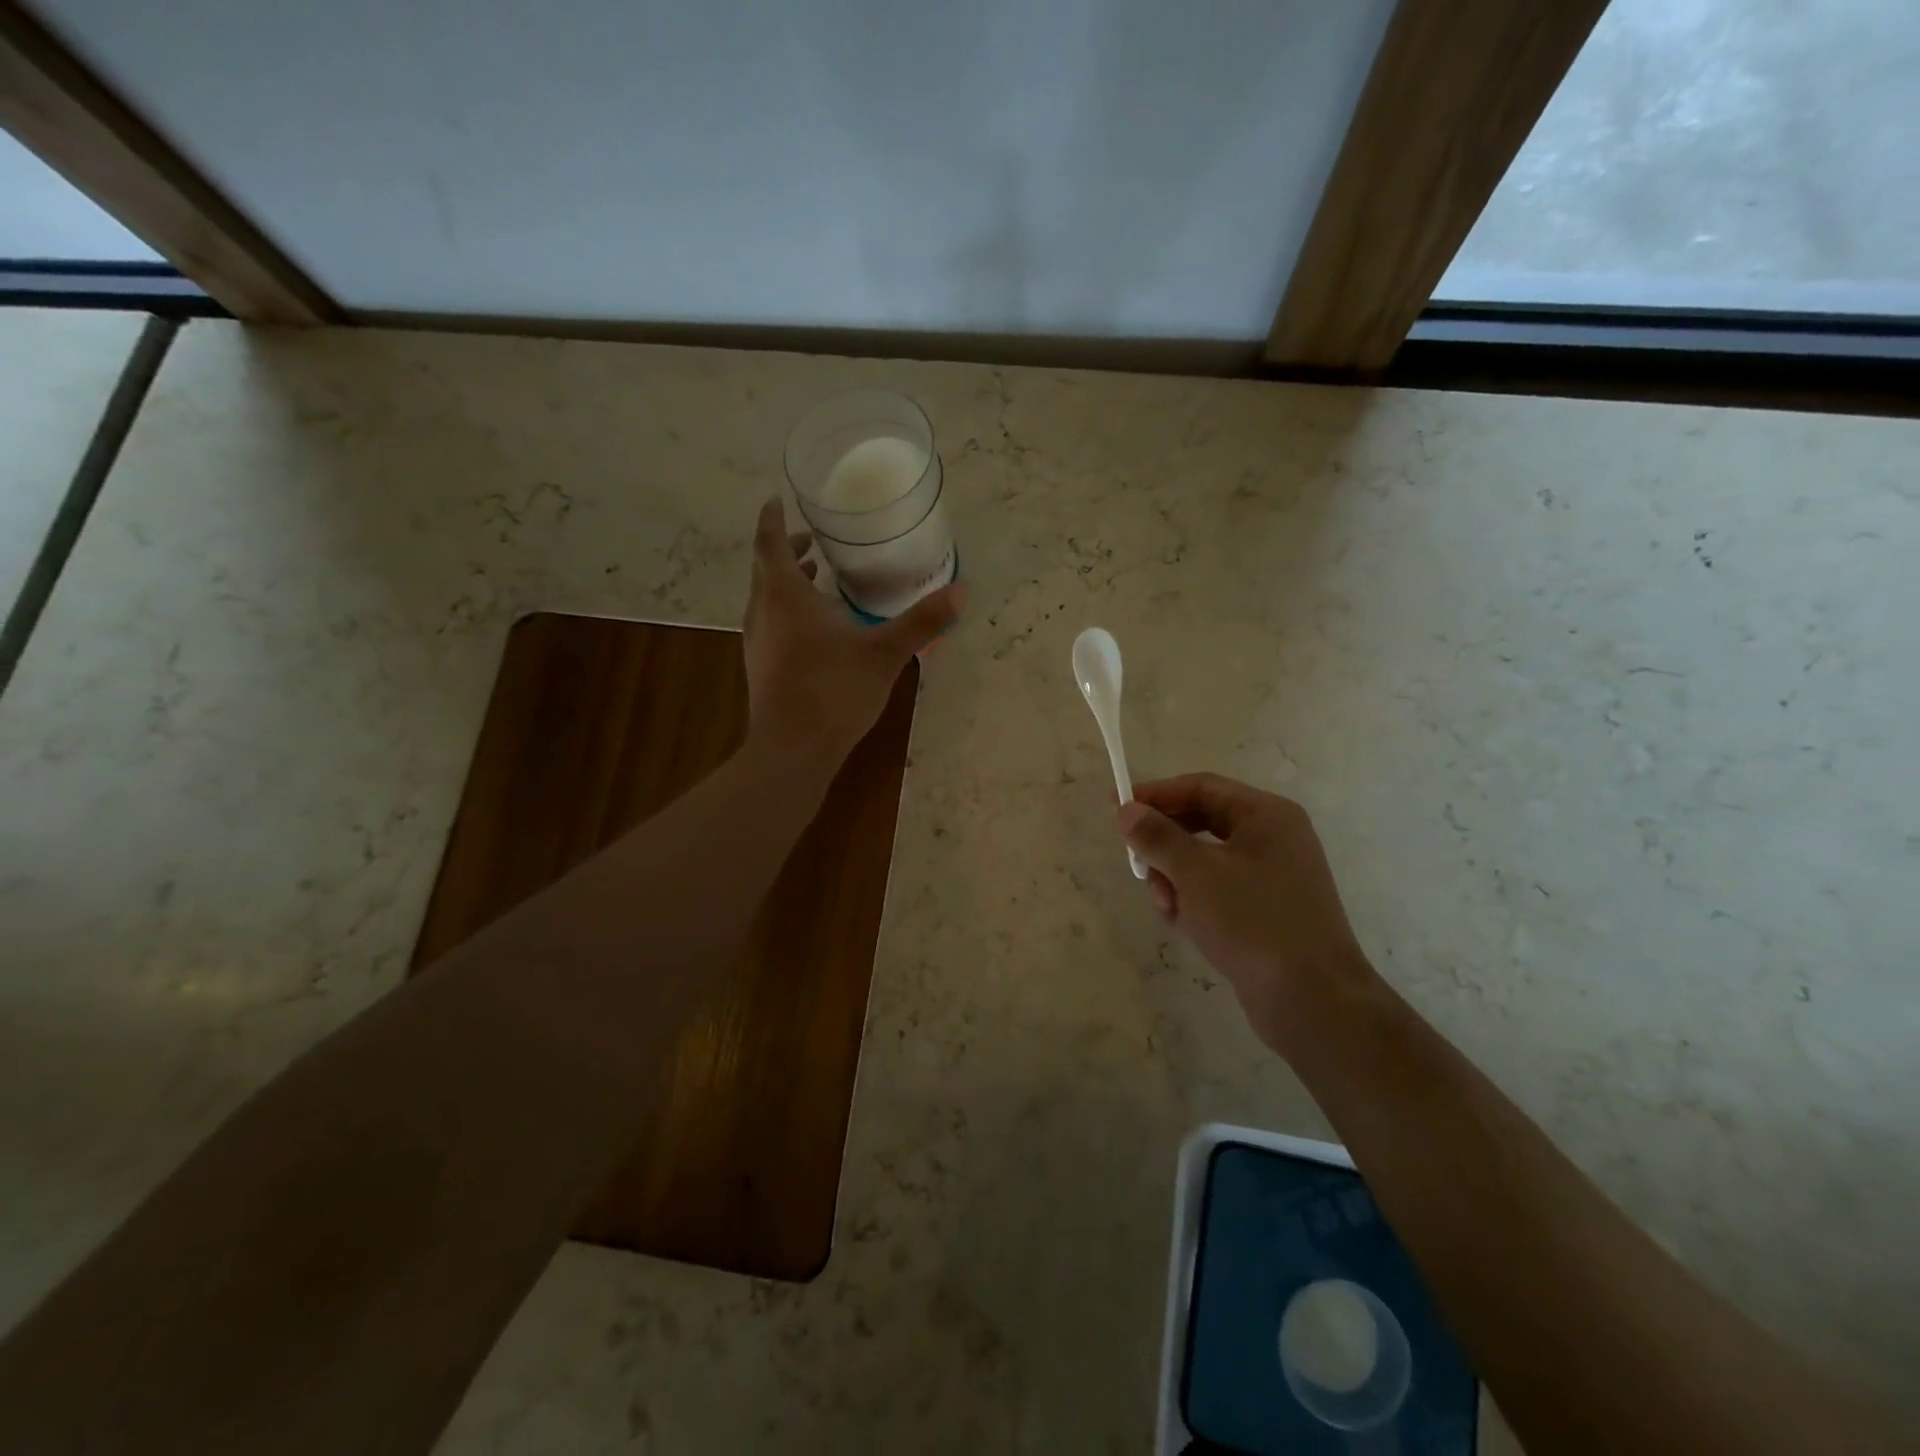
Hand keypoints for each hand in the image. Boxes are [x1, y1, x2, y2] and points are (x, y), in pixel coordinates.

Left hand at [742, 498, 963, 767]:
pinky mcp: (761, 667)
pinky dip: (788, 611)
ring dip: (786, 582)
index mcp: (786, 596)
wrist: (793, 750)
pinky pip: (771, 623)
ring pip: (766, 598)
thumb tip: (960, 591)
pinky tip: (816, 628)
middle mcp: (764, 612)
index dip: (773, 519)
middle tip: (814, 542)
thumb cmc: (834, 691)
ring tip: (817, 577)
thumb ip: (920, 621)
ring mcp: (758, 642)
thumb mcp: (885, 653)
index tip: (779, 500)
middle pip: (766, 568)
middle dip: (786, 550)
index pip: (769, 542)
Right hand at [1116, 773, 1374, 1056]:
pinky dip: (1193, 902)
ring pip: (1203, 861)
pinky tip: (1184, 924)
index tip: (1117, 809)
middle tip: (1137, 865)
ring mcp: (1269, 877)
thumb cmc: (1254, 922)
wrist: (1312, 1001)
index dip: (1156, 795)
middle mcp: (1271, 839)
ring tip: (1167, 906)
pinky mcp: (1263, 912)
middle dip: (1165, 845)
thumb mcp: (1196, 873)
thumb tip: (1126, 809)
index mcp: (1266, 816)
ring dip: (1175, 879)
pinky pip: (1215, 891)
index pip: (1200, 788)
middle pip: (1200, 823)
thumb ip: (1157, 836)